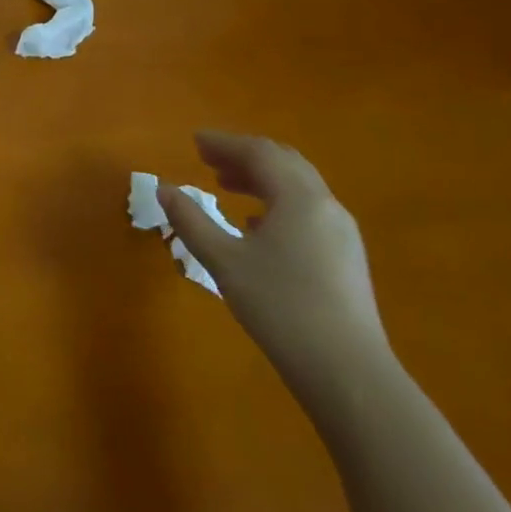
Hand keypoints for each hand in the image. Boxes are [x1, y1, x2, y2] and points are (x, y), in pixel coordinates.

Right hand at [157, 131, 390, 397]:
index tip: (194, 141)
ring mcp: (340, 232)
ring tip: (226, 185)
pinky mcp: (344, 257)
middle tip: (208, 158)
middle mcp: (326, 206)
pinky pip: (307, 211)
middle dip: (244, 156)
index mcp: (299, 198)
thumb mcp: (224, 261)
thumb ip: (191, 220)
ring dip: (261, 179)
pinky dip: (276, 202)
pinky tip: (255, 225)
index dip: (225, 143)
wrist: (347, 370)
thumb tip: (163, 188)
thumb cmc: (280, 306)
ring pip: (298, 188)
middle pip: (284, 163)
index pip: (260, 153)